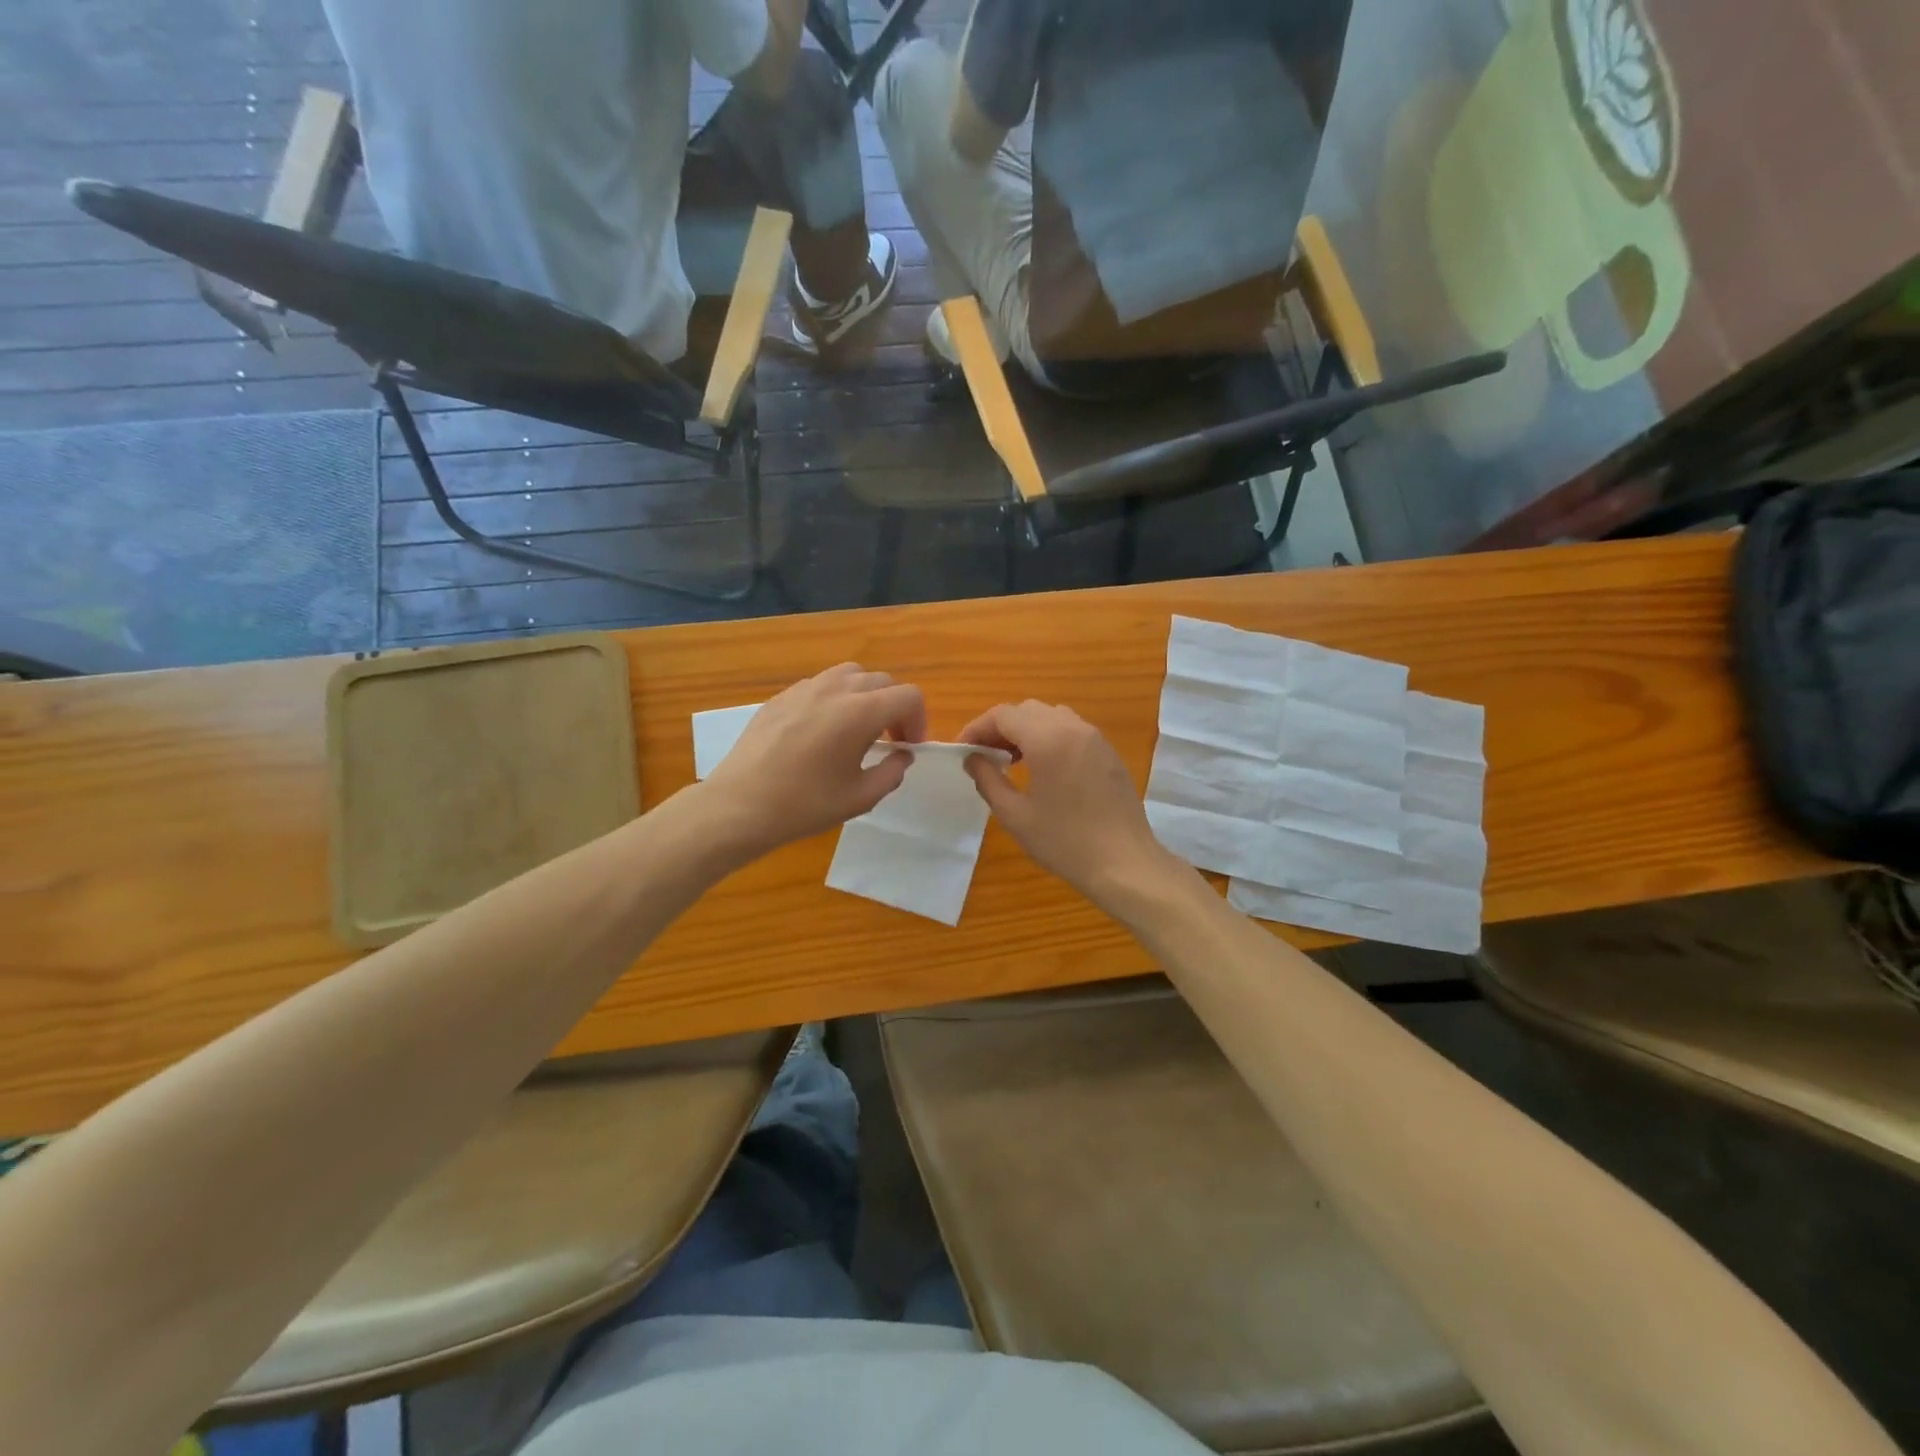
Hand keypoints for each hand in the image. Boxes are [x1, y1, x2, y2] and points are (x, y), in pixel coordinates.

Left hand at [701, 664, 925, 857]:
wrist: (740, 805)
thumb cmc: (805, 804)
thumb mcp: (860, 798)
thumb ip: (892, 772)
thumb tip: (902, 755)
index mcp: (861, 712)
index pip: (908, 696)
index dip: (918, 720)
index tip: (908, 748)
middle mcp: (835, 689)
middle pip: (882, 681)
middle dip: (894, 708)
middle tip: (888, 741)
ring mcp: (804, 688)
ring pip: (850, 674)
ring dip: (865, 696)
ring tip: (857, 728)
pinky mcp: (781, 696)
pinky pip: (820, 685)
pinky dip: (835, 699)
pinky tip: (822, 732)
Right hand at [958, 700, 1186, 912]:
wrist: (1124, 862)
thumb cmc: (1064, 841)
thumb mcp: (1014, 815)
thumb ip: (988, 780)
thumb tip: (972, 759)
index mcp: (1048, 738)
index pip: (1003, 715)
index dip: (977, 728)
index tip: (962, 751)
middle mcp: (1073, 727)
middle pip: (1026, 710)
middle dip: (1000, 728)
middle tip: (983, 756)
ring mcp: (1095, 738)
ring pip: (1051, 716)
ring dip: (1025, 730)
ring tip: (1011, 761)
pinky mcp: (1108, 752)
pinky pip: (1071, 730)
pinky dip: (1049, 737)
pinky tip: (1043, 768)